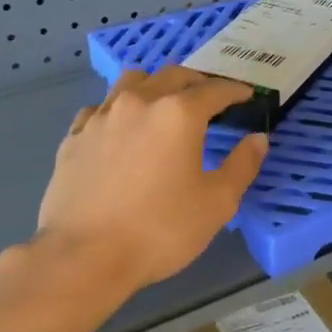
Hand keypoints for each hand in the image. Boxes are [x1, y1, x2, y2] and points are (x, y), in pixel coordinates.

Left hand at [34, 66, 268, 295]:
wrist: (85, 256)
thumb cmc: (160, 230)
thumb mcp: (217, 203)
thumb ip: (242, 165)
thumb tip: (257, 139)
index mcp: (178, 114)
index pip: (214, 90)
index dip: (234, 90)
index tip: (246, 95)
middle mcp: (138, 102)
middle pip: (172, 75)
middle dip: (196, 81)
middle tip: (209, 96)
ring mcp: (101, 117)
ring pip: (131, 82)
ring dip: (154, 85)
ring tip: (163, 103)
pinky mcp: (74, 136)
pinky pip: (100, 108)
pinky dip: (118, 109)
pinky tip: (121, 129)